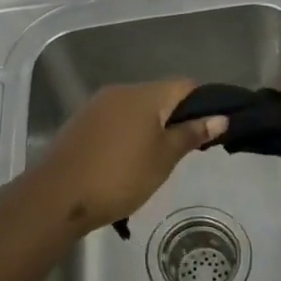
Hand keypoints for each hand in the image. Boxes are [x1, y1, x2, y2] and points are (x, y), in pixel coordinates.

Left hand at [27, 81, 225, 234]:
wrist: (60, 195)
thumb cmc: (121, 176)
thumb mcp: (164, 158)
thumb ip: (191, 134)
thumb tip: (220, 118)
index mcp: (145, 94)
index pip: (185, 85)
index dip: (203, 103)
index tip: (211, 129)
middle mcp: (121, 91)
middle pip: (159, 95)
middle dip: (176, 117)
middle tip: (187, 150)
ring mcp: (97, 105)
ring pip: (136, 108)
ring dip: (151, 126)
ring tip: (158, 158)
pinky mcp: (81, 122)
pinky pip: (115, 119)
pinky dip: (128, 132)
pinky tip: (128, 159)